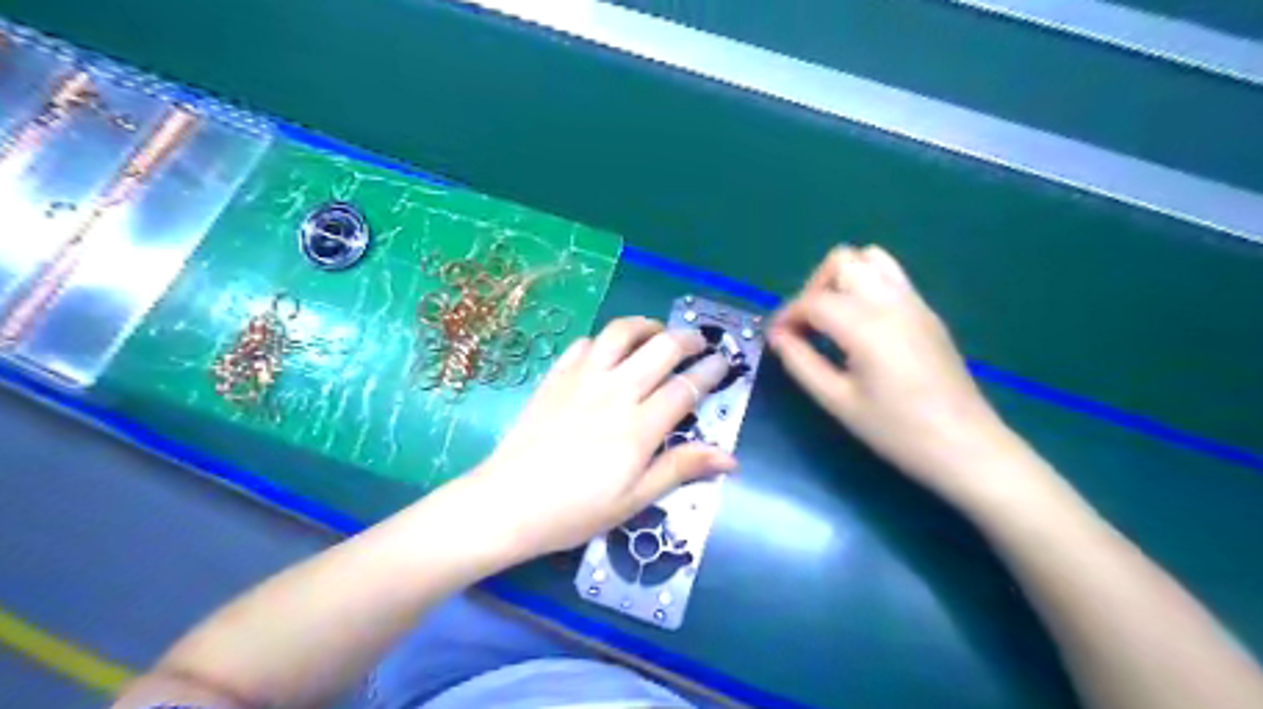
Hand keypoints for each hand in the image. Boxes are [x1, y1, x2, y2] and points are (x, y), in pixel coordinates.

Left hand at [468, 315, 737, 559]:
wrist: (508, 503)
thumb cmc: (576, 510)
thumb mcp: (635, 499)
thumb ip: (680, 468)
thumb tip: (730, 458)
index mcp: (639, 426)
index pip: (685, 386)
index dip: (710, 371)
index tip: (724, 363)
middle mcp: (615, 391)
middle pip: (661, 348)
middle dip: (688, 339)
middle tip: (699, 343)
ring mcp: (582, 378)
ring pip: (621, 333)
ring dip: (646, 326)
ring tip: (657, 333)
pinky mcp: (556, 376)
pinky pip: (585, 343)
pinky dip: (604, 340)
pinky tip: (608, 352)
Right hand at [769, 243, 1013, 503]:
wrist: (965, 445)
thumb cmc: (896, 430)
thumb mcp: (838, 401)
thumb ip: (801, 363)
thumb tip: (778, 337)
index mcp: (865, 325)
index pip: (813, 301)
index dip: (786, 316)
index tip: (775, 339)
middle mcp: (890, 301)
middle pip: (842, 262)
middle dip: (813, 288)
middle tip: (806, 326)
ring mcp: (913, 302)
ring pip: (870, 258)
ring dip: (842, 279)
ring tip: (832, 318)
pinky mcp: (927, 312)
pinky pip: (891, 276)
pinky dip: (866, 286)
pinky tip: (860, 325)